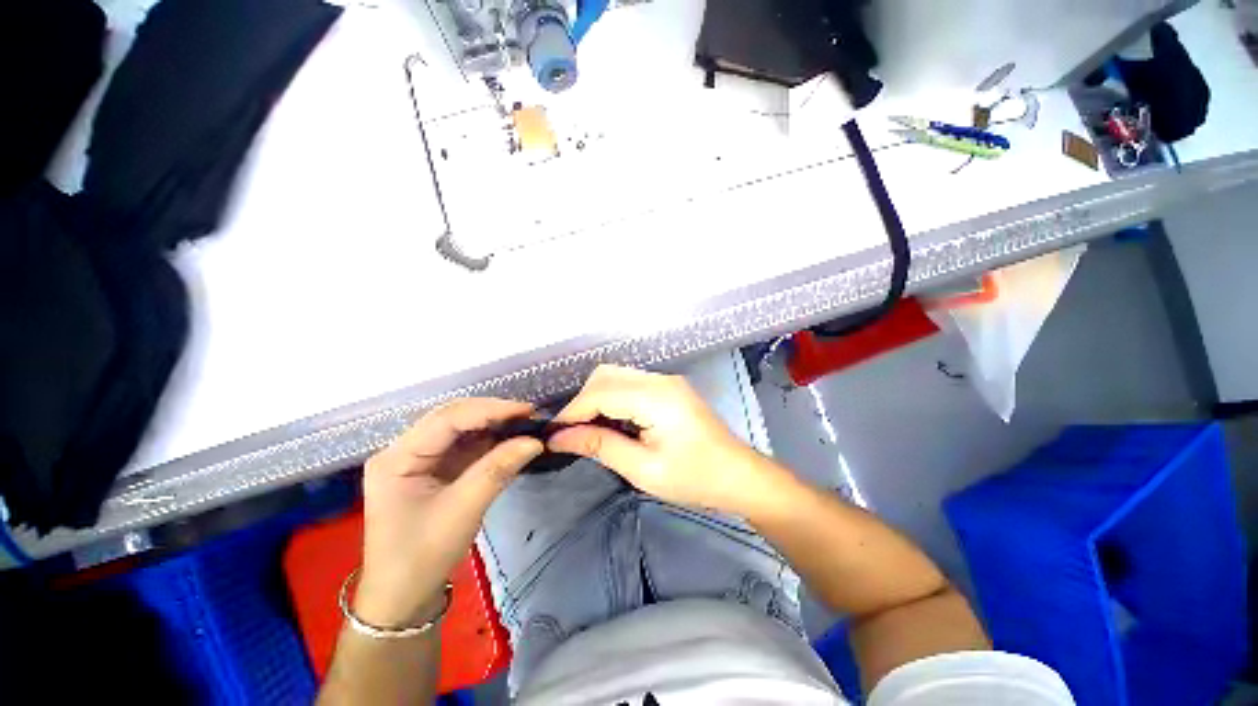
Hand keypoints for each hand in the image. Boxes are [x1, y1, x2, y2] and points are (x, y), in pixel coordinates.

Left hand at [356, 399, 542, 627]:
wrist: (403, 598)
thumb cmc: (422, 557)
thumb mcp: (462, 511)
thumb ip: (498, 470)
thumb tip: (535, 441)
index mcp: (397, 457)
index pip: (447, 419)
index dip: (489, 410)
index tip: (526, 410)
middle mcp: (404, 450)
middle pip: (453, 418)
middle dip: (492, 414)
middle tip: (529, 415)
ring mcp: (419, 459)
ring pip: (461, 429)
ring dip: (494, 426)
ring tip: (525, 425)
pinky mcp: (434, 469)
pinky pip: (465, 446)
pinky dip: (490, 442)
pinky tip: (511, 440)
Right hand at [548, 365, 786, 515]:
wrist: (739, 476)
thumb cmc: (695, 478)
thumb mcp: (643, 469)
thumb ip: (600, 446)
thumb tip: (560, 438)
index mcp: (655, 396)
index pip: (599, 392)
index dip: (572, 412)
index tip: (553, 436)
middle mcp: (660, 379)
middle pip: (605, 376)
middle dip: (582, 402)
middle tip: (572, 434)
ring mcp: (666, 381)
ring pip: (616, 377)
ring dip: (596, 400)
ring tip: (588, 431)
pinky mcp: (669, 389)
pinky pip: (630, 384)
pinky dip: (613, 399)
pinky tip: (612, 423)